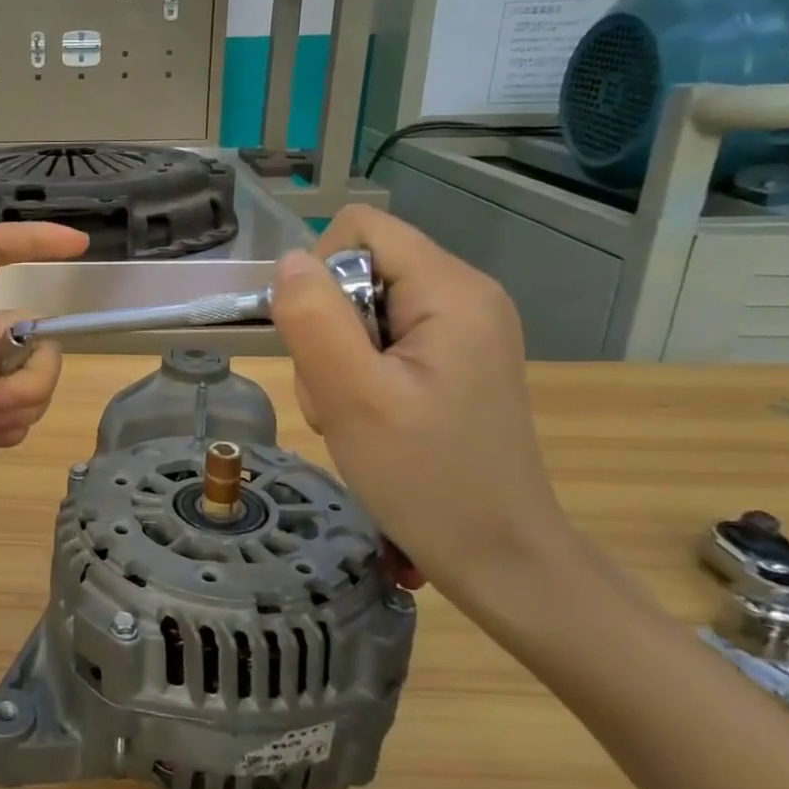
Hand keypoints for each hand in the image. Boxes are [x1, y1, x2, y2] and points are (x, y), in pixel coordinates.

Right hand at [268, 206, 582, 620]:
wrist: (501, 558)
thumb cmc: (427, 479)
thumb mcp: (353, 398)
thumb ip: (313, 319)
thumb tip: (287, 263)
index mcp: (452, 290)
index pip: (360, 230)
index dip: (318, 274)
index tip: (319, 341)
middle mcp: (465, 296)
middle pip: (359, 271)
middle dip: (328, 329)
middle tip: (340, 393)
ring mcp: (462, 332)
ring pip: (362, 311)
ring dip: (338, 360)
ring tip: (355, 414)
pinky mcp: (454, 363)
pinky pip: (382, 343)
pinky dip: (358, 376)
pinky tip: (370, 419)